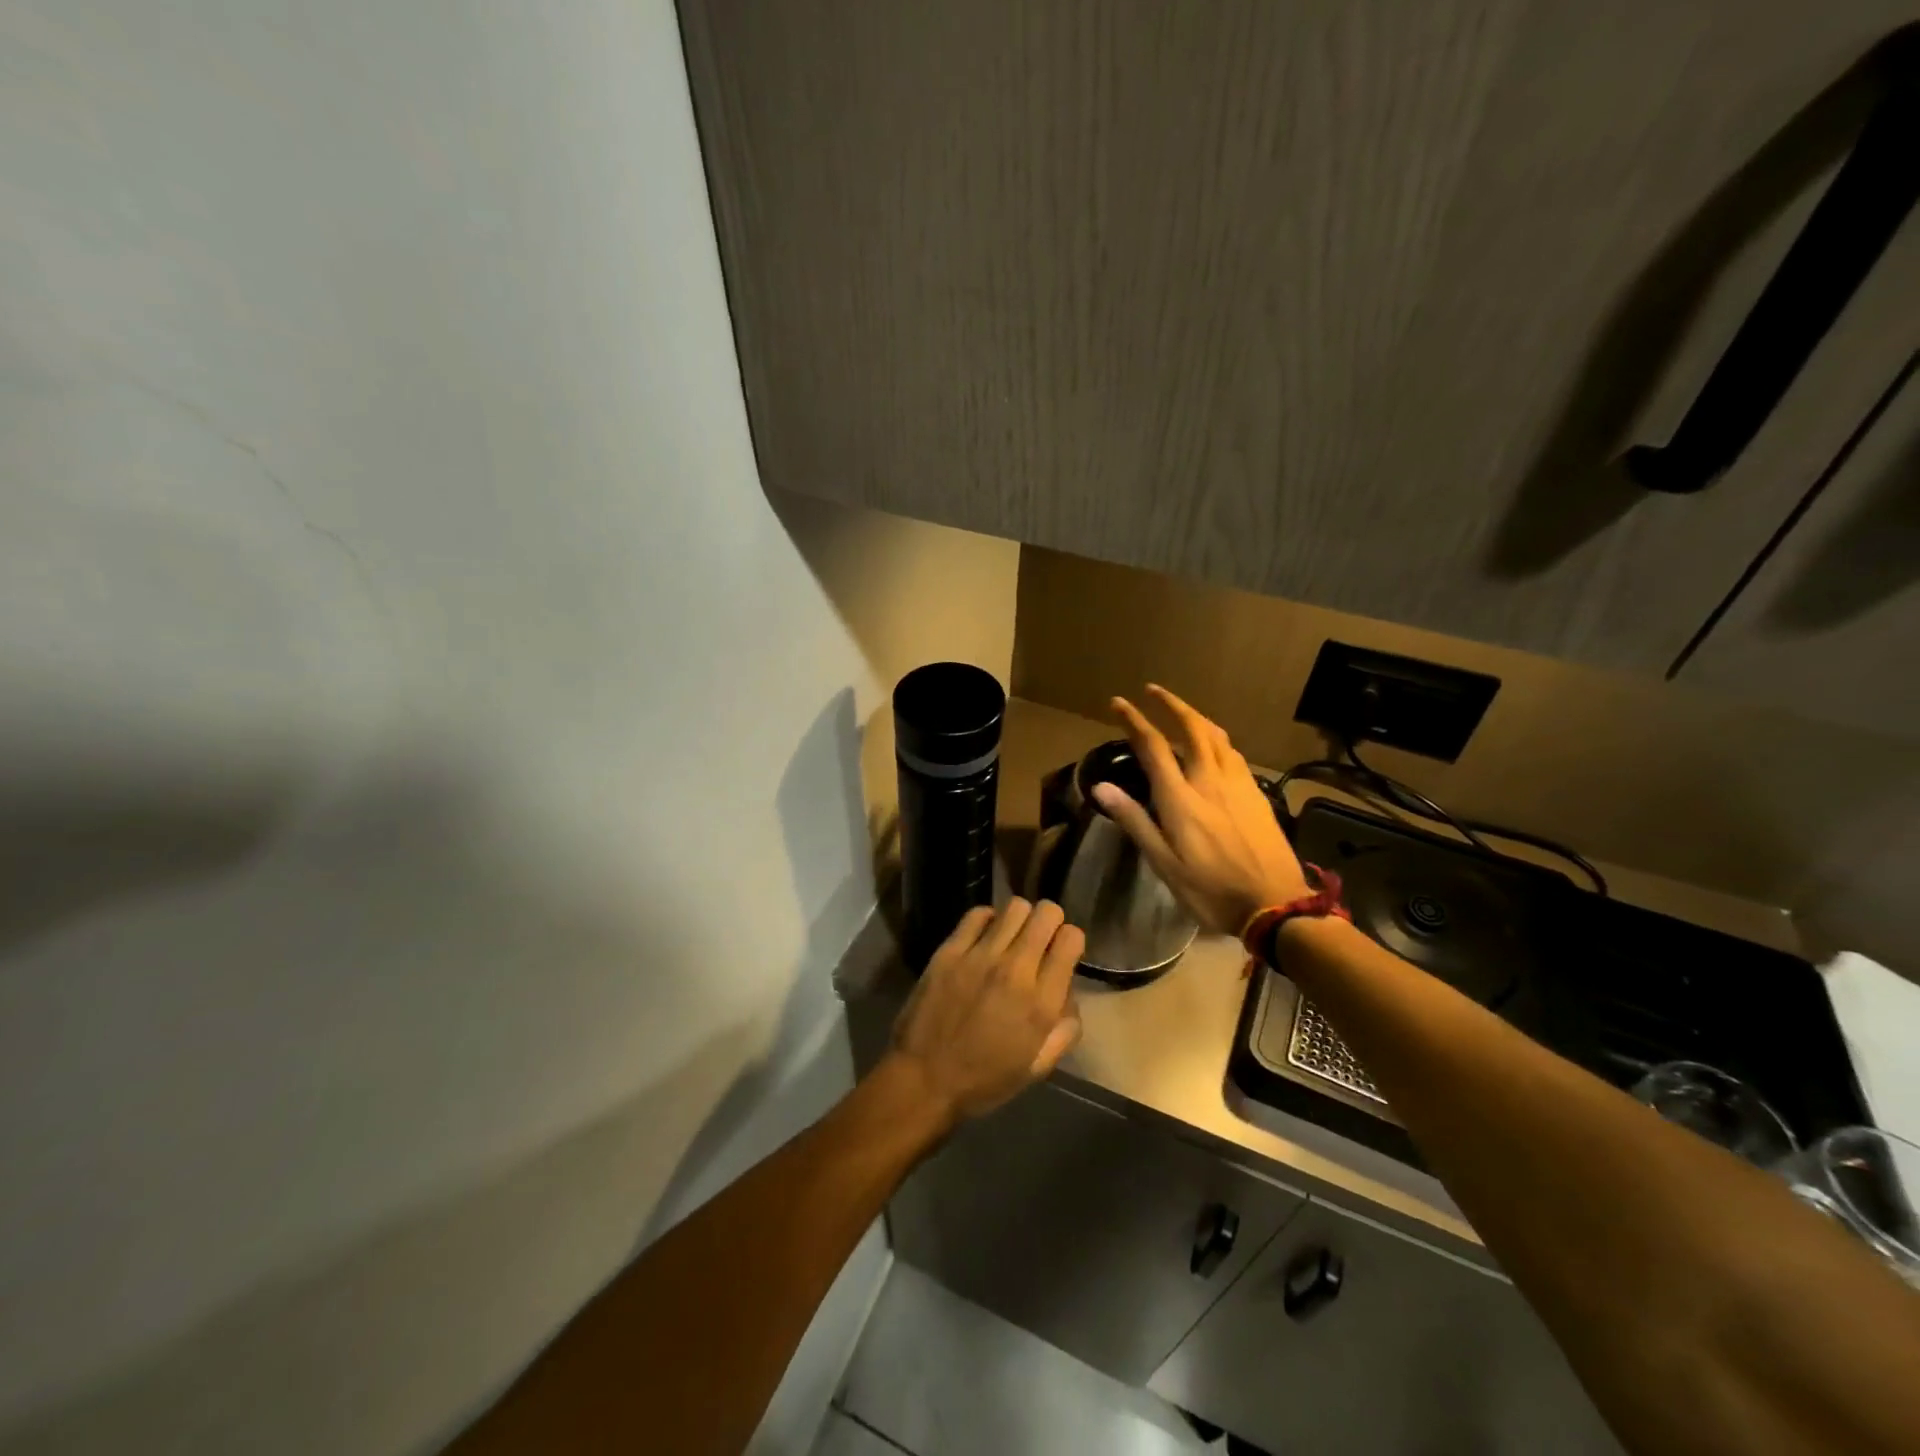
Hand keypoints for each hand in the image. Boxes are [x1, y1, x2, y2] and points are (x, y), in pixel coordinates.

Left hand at [887, 899, 1084, 1123]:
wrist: (924, 1079)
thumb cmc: (984, 1080)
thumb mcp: (1037, 1067)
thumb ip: (1064, 1030)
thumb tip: (1069, 996)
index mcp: (1042, 1003)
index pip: (1071, 938)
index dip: (1070, 941)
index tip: (1060, 954)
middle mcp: (1016, 971)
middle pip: (1046, 913)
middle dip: (1050, 921)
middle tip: (1039, 939)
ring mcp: (980, 956)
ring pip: (1015, 907)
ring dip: (1020, 918)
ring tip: (1012, 937)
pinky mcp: (950, 951)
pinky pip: (977, 914)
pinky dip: (987, 920)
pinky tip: (984, 938)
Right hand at [1093, 685, 1310, 935]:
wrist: (1275, 905)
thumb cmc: (1210, 889)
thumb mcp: (1163, 863)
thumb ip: (1134, 820)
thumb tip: (1100, 787)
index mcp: (1181, 798)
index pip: (1154, 746)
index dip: (1134, 720)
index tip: (1118, 703)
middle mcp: (1210, 780)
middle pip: (1192, 728)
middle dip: (1171, 704)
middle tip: (1153, 691)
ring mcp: (1238, 785)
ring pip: (1217, 736)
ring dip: (1197, 716)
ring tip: (1182, 711)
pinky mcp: (1257, 794)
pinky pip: (1234, 753)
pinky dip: (1217, 738)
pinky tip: (1215, 746)